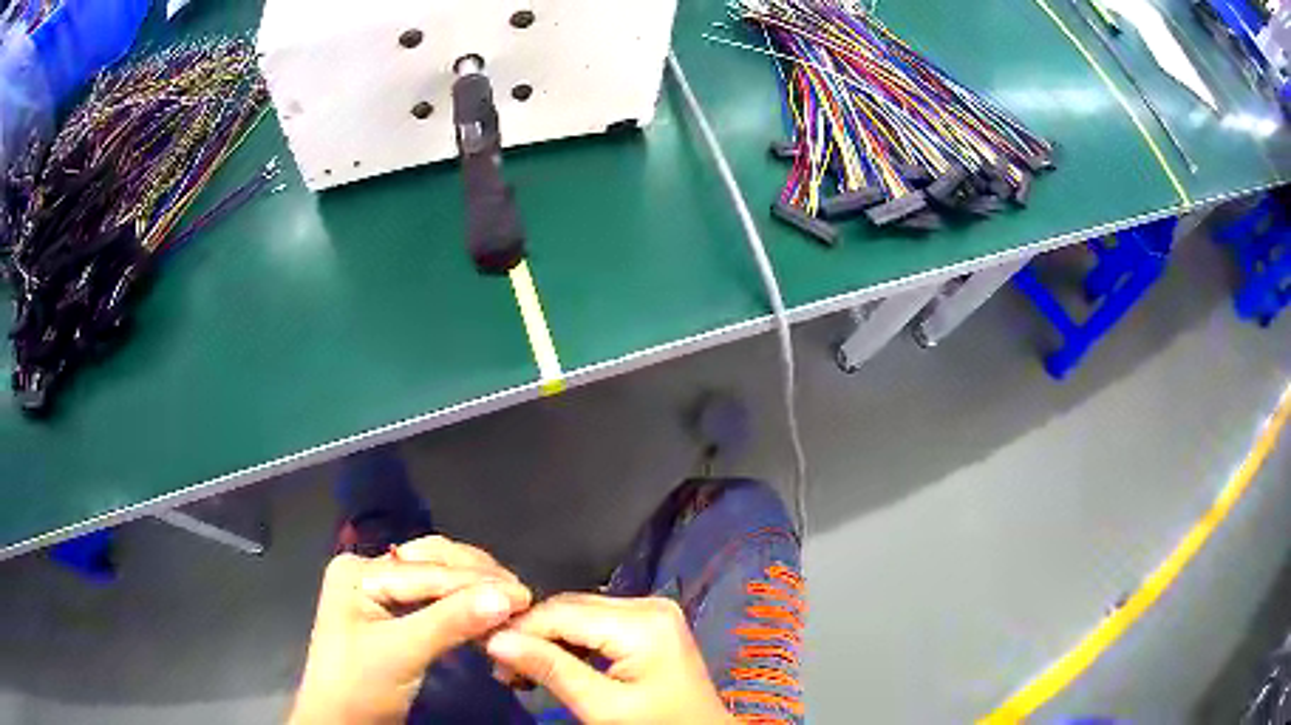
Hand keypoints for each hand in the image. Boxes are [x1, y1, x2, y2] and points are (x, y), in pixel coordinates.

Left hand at [289, 536, 531, 724]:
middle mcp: (369, 572)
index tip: (524, 594)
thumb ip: (450, 623)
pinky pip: (436, 601)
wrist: (340, 723)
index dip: (476, 581)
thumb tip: (508, 597)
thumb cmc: (359, 688)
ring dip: (475, 591)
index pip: (426, 571)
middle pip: (433, 566)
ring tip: (512, 604)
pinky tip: (489, 614)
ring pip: (439, 581)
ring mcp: (381, 592)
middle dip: (478, 581)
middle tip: (522, 598)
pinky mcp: (395, 615)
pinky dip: (465, 607)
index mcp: (358, 571)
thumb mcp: (401, 654)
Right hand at [485, 594, 735, 723]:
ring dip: (547, 639)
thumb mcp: (602, 707)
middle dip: (531, 634)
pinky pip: (598, 624)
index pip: (561, 612)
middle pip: (570, 608)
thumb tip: (494, 640)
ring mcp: (652, 611)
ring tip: (519, 670)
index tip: (484, 651)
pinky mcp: (650, 624)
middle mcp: (648, 603)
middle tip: (500, 667)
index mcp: (642, 621)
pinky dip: (570, 642)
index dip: (518, 628)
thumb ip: (551, 669)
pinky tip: (550, 663)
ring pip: (579, 614)